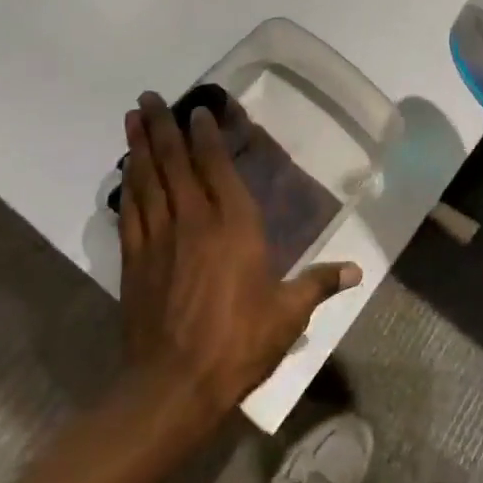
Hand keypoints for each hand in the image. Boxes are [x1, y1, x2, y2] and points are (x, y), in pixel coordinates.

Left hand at [118, 92, 360, 422]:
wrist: (173, 386)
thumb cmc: (238, 343)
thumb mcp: (288, 314)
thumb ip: (319, 284)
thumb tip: (356, 270)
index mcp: (234, 225)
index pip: (216, 167)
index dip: (205, 135)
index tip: (196, 111)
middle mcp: (194, 220)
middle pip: (174, 162)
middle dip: (162, 126)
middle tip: (147, 96)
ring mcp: (159, 238)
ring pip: (147, 179)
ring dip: (139, 146)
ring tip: (131, 117)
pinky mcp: (134, 260)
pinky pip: (130, 210)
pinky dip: (127, 185)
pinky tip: (125, 170)